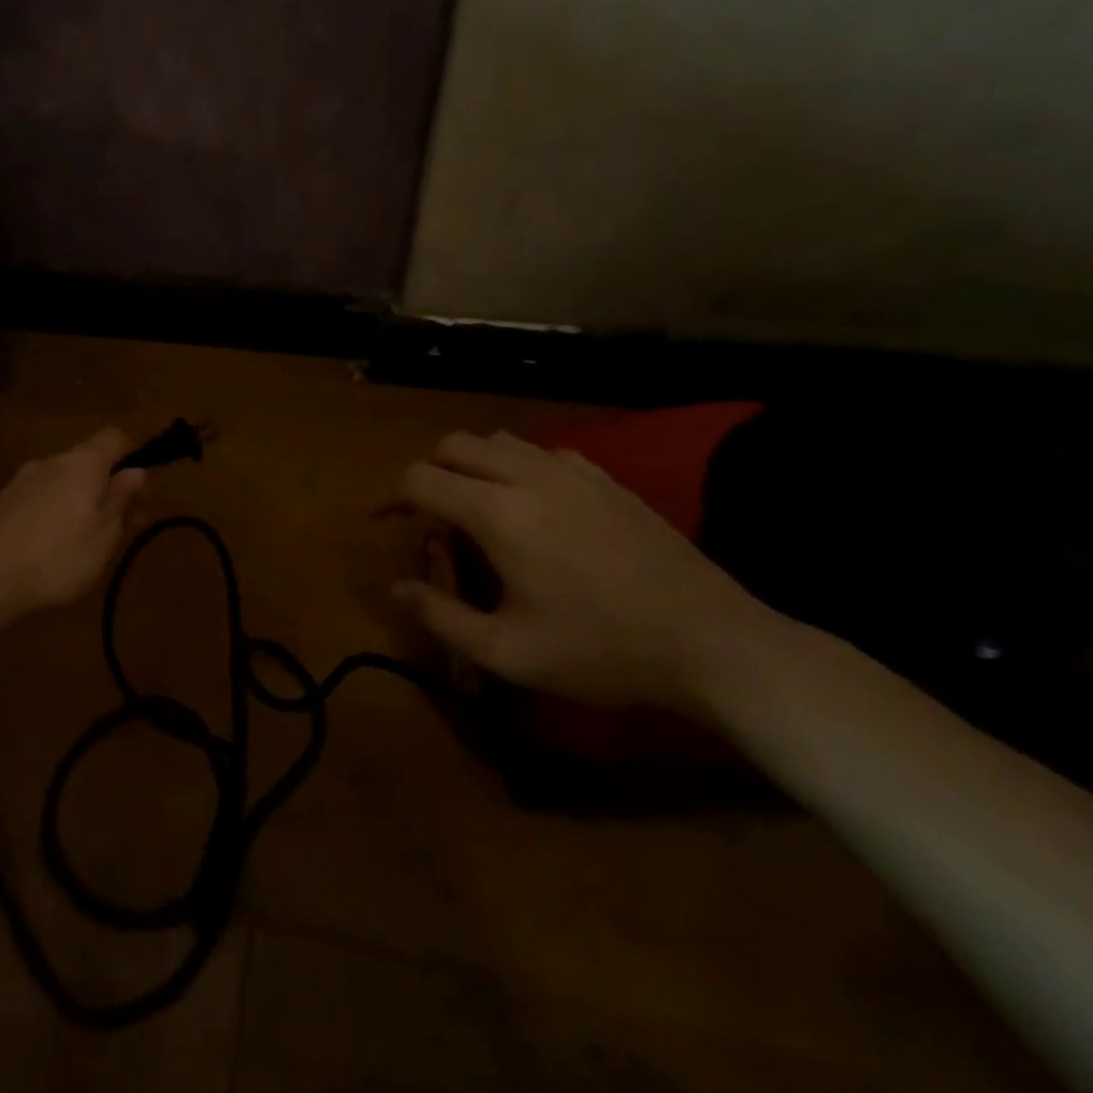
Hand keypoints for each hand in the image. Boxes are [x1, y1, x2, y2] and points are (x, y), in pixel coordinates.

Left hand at [0, 429, 147, 625]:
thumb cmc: (57, 558)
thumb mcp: (104, 535)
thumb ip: (121, 499)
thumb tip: (137, 471)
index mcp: (81, 463)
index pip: (114, 437)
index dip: (134, 454)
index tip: (142, 488)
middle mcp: (50, 461)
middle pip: (89, 461)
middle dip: (109, 486)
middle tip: (124, 525)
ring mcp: (22, 481)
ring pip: (64, 481)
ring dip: (82, 501)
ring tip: (89, 542)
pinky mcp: (2, 503)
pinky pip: (41, 497)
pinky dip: (56, 513)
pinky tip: (53, 548)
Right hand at [393, 431, 779, 713]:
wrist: (712, 643)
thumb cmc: (601, 651)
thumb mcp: (509, 652)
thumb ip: (441, 617)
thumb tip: (396, 588)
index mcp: (497, 513)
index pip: (420, 479)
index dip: (390, 496)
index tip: (381, 520)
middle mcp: (528, 476)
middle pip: (454, 446)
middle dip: (427, 472)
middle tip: (424, 513)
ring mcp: (572, 472)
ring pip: (498, 440)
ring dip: (470, 463)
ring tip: (471, 504)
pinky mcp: (606, 479)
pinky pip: (543, 452)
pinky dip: (517, 466)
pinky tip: (530, 503)